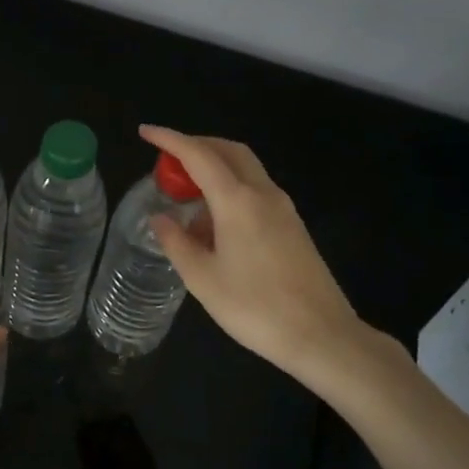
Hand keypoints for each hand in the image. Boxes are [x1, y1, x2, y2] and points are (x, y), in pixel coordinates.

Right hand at [139, 126, 396, 398]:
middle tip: (168, 159)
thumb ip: (176, 242)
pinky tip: (215, 223)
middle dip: (197, 145)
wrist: (322, 336)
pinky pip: (256, 191)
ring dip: (215, 168)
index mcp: (237, 201)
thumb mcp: (202, 279)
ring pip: (246, 169)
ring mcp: (283, 209)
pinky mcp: (293, 226)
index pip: (199, 155)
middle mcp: (263, 194)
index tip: (146, 132)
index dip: (170, 140)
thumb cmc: (255, 307)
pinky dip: (231, 189)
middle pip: (229, 151)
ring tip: (187, 197)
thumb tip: (160, 219)